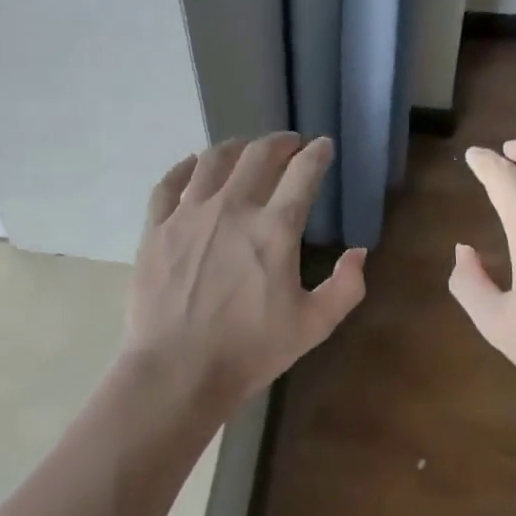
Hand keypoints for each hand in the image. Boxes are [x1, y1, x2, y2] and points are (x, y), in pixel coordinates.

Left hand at [122, 133, 366, 414]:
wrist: (177, 372)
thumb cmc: (249, 351)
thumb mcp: (313, 326)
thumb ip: (345, 288)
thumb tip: (358, 252)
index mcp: (274, 229)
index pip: (302, 174)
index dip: (317, 154)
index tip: (323, 145)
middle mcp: (232, 208)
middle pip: (258, 155)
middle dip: (279, 143)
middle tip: (288, 144)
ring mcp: (189, 214)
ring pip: (213, 160)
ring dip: (235, 147)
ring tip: (244, 148)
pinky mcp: (156, 228)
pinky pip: (168, 183)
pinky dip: (184, 167)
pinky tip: (193, 164)